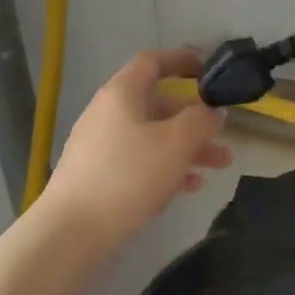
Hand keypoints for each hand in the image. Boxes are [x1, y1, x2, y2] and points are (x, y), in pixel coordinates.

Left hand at [38, 48, 231, 249]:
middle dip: (195, 118)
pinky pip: (139, 161)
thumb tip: (212, 111)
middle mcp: (108, 114)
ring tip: (219, 166)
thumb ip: (201, 121)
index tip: (208, 69)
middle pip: (158, 104)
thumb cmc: (127, 176)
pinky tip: (189, 187)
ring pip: (153, 136)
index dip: (181, 60)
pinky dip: (166, 167)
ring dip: (187, 147)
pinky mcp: (98, 177)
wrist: (70, 234)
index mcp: (121, 94)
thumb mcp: (175, 143)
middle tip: (224, 134)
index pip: (153, 62)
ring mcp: (100, 147)